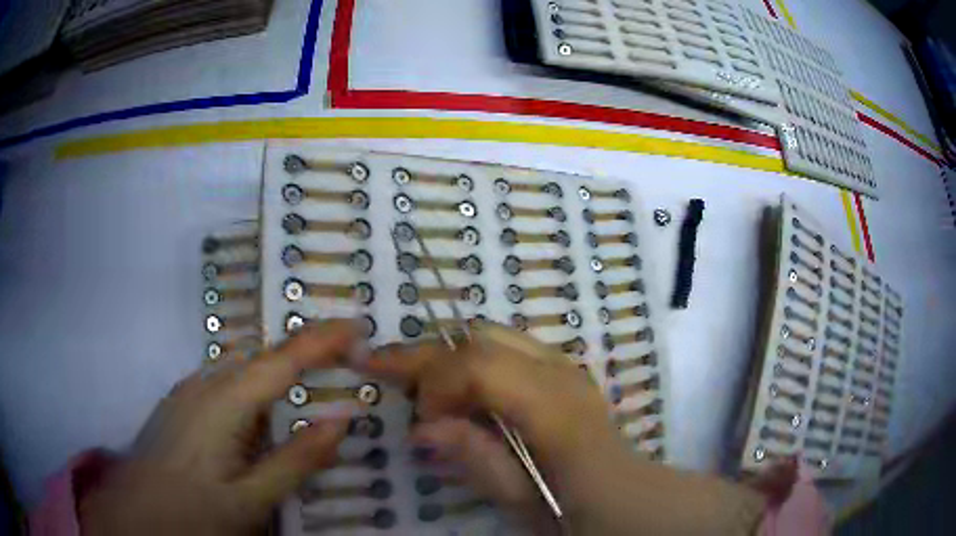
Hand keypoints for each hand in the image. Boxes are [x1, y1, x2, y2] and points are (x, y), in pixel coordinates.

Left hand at [79, 322, 359, 535]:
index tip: (357, 325)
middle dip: (301, 353)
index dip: (322, 341)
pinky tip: (256, 410)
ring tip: (304, 385)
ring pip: (240, 365)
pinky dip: (250, 383)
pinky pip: (222, 378)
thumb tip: (341, 421)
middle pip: (261, 355)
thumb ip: (296, 461)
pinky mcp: (180, 401)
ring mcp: (188, 390)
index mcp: (225, 403)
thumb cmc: (194, 511)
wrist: (137, 513)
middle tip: (339, 361)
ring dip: (274, 368)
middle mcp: (205, 383)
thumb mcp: (251, 499)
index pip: (283, 360)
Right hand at [366, 321, 766, 534]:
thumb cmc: (582, 510)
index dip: (436, 384)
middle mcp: (560, 371)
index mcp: (555, 408)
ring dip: (448, 354)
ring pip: (490, 334)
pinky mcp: (561, 370)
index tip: (422, 423)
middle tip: (389, 375)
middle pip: (480, 337)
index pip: (479, 364)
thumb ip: (478, 462)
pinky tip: (458, 387)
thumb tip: (421, 427)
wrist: (632, 499)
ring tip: (419, 383)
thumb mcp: (526, 502)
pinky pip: (505, 347)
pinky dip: (471, 359)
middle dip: (429, 356)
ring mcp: (564, 364)